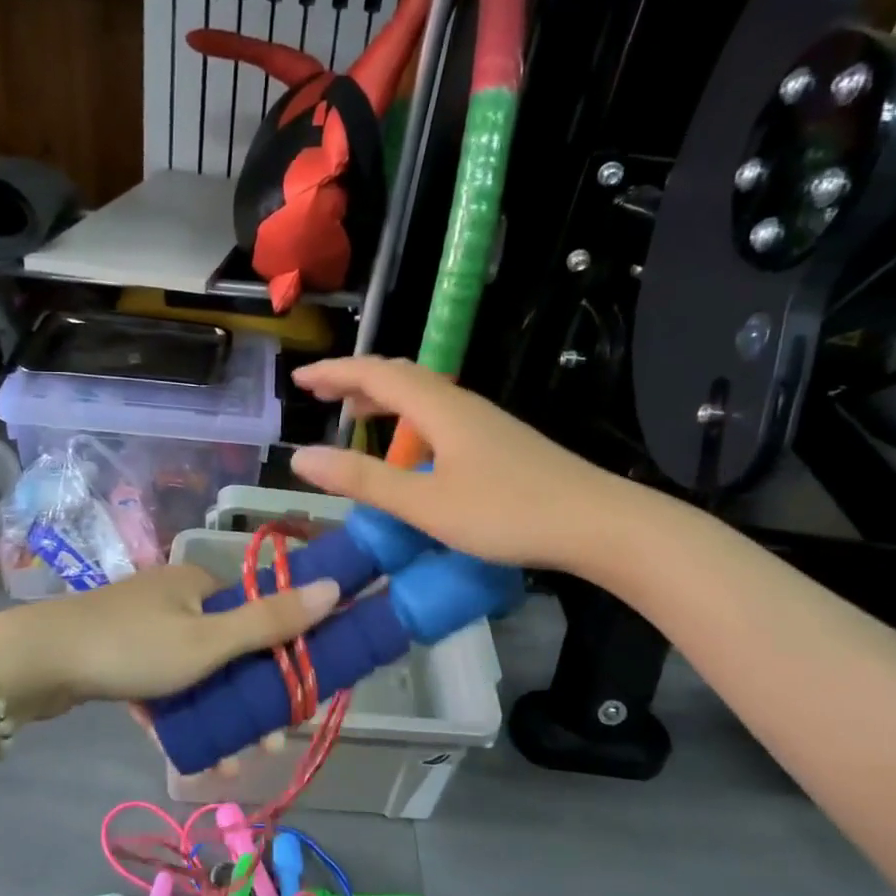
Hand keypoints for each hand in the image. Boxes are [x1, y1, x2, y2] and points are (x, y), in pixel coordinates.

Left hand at [0, 565, 340, 726]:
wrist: (36, 662)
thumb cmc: (133, 647)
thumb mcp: (209, 641)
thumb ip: (271, 621)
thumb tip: (336, 588)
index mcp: (200, 583)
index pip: (259, 615)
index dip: (285, 656)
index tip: (298, 701)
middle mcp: (176, 597)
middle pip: (230, 650)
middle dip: (252, 701)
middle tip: (266, 746)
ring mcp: (144, 626)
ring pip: (197, 674)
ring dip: (219, 717)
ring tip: (231, 766)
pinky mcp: (119, 655)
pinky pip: (163, 685)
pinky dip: (179, 715)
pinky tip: (189, 754)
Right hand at [289, 356, 642, 575]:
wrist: (597, 523)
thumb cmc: (506, 512)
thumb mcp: (425, 503)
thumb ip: (363, 480)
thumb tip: (301, 457)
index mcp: (439, 407)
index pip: (375, 373)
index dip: (334, 372)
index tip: (299, 379)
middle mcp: (460, 403)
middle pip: (400, 375)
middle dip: (356, 379)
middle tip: (321, 394)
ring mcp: (484, 421)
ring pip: (423, 394)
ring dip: (383, 397)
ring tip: (355, 414)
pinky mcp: (499, 441)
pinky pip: (439, 414)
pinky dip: (408, 418)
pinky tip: (410, 448)